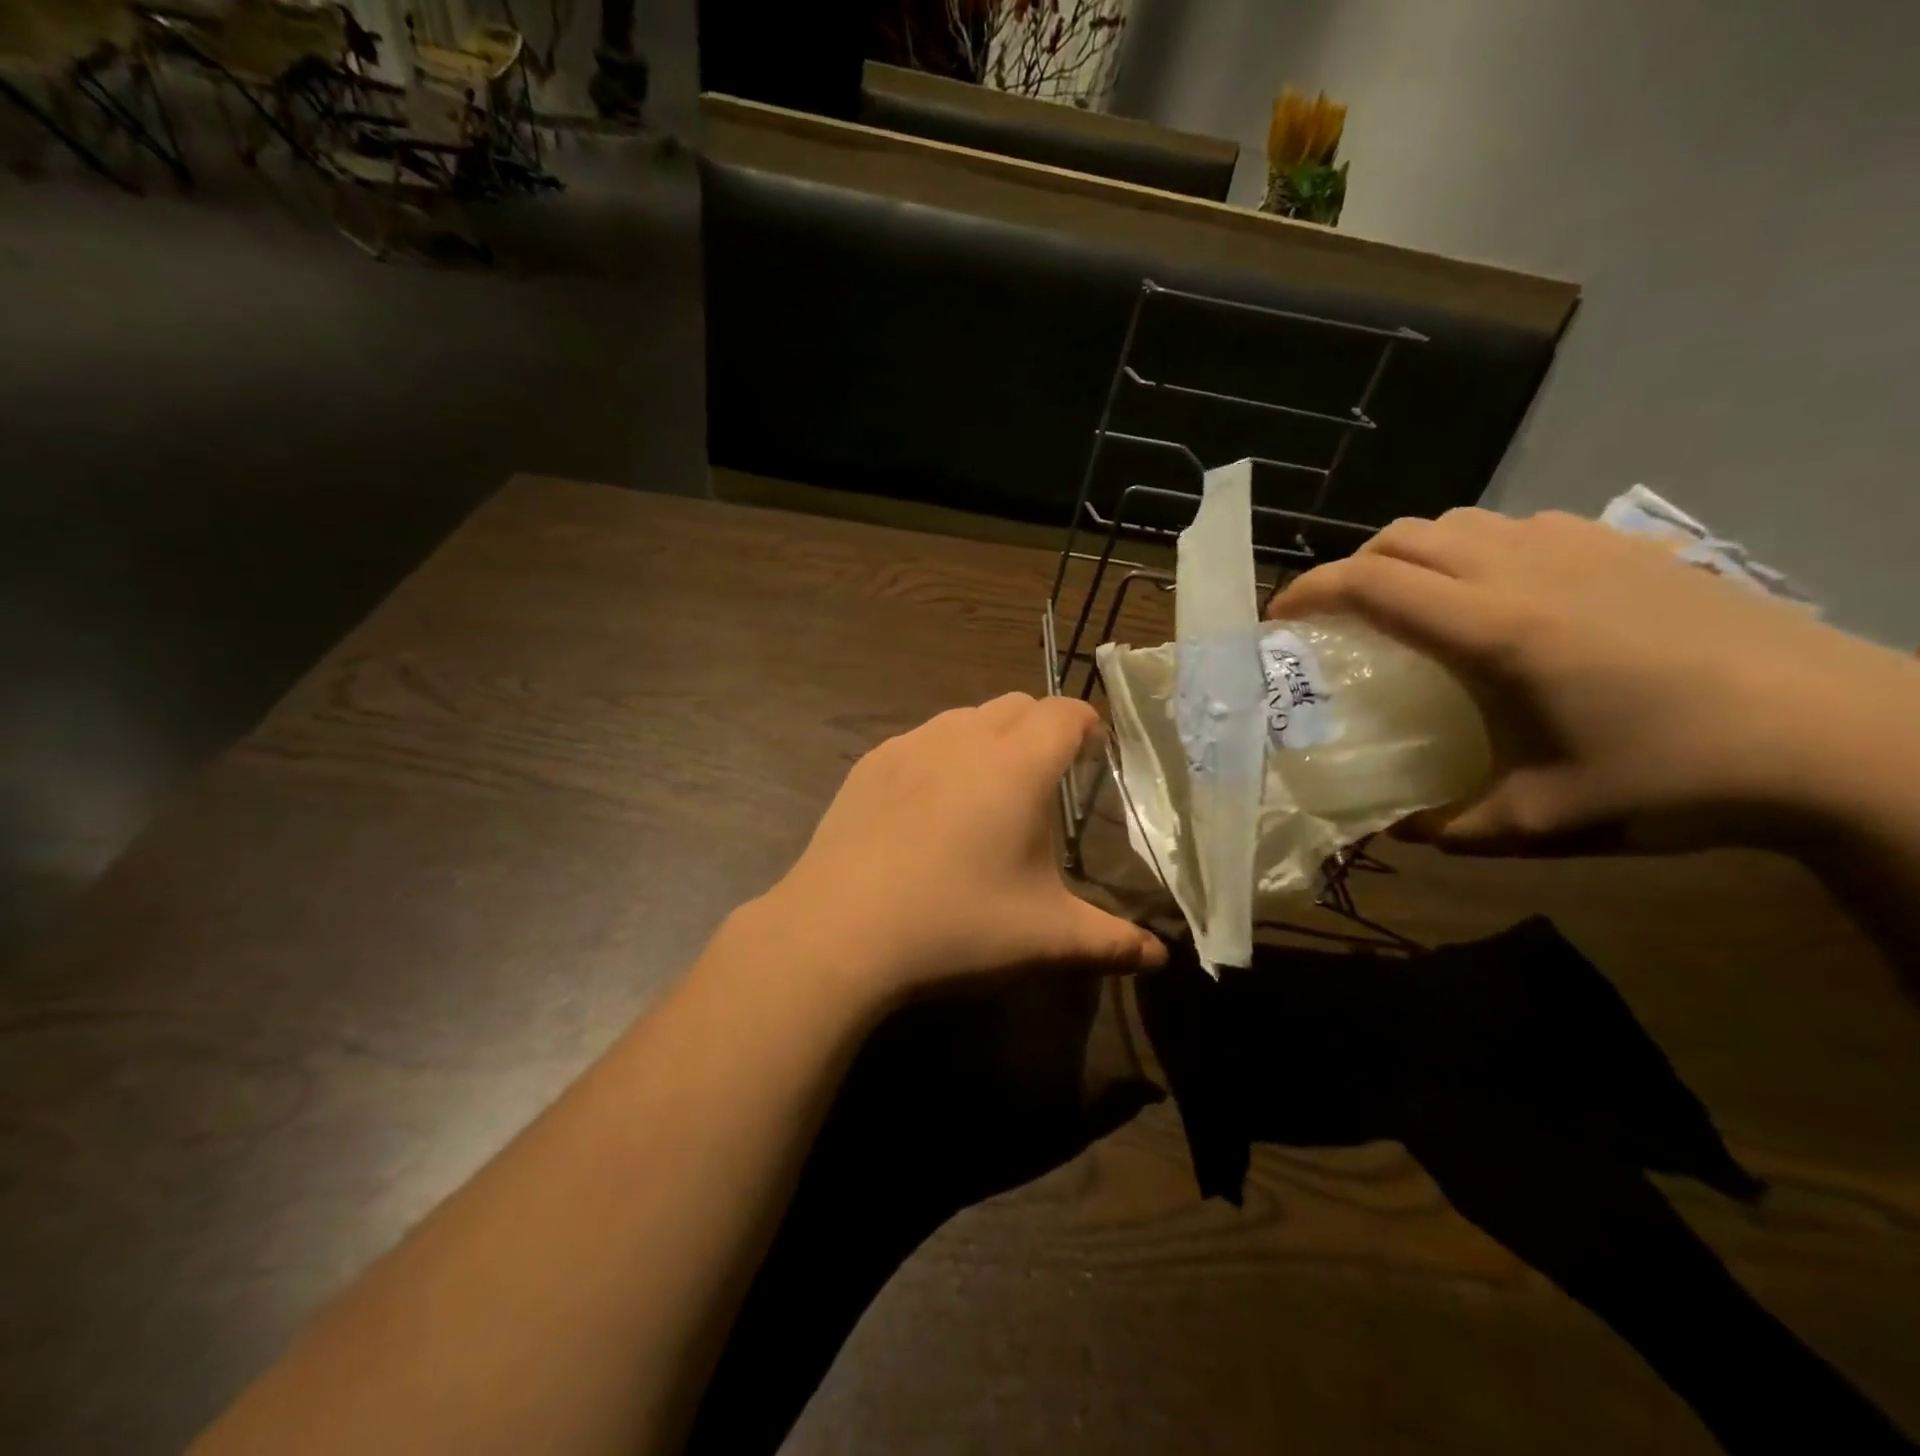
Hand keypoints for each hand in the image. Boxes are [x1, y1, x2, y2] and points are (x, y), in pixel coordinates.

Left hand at [752, 693, 1166, 1002]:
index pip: (1065, 713)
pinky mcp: (869, 765)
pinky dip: (942, 756)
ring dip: (990, 737)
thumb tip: (1162, 957)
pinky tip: (930, 807)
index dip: (1087, 725)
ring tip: (990, 790)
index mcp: (1017, 765)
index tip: (1095, 753)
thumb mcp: (1045, 938)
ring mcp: (910, 746)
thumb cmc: (956, 925)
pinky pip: (921, 741)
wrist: (838, 931)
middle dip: (1042, 727)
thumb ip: (1111, 941)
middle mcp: (964, 738)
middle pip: (1017, 704)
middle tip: (1048, 777)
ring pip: (965, 717)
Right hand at [1268, 508, 1919, 853]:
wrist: (1847, 738)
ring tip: (1414, 603)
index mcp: (1493, 629)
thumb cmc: (1678, 778)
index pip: (1369, 583)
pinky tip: (1503, 592)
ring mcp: (1581, 549)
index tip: (1279, 617)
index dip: (1309, 590)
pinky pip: (1522, 525)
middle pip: (1403, 536)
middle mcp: (1524, 571)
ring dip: (1414, 554)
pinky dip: (1480, 547)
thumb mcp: (1543, 823)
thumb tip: (1399, 829)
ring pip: (1460, 521)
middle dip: (1352, 567)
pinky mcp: (1629, 547)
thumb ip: (1452, 827)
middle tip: (1343, 618)